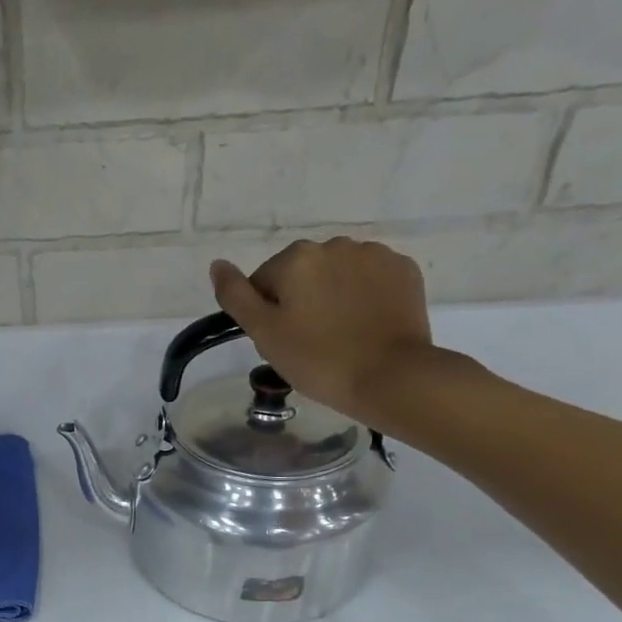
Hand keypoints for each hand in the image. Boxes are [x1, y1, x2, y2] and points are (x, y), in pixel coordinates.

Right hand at [210, 237, 433, 424]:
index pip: (264, 282)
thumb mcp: (264, 333)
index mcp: (296, 258)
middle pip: (302, 274)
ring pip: (337, 274)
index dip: (267, 314)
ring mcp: (374, 255)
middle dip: (300, 300)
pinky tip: (365, 325)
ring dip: (332, 296)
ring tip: (340, 335)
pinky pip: (371, 279)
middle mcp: (335, 245)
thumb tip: (217, 265)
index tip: (281, 341)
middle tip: (308, 342)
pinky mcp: (404, 270)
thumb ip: (235, 296)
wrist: (389, 377)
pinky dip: (364, 297)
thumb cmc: (317, 359)